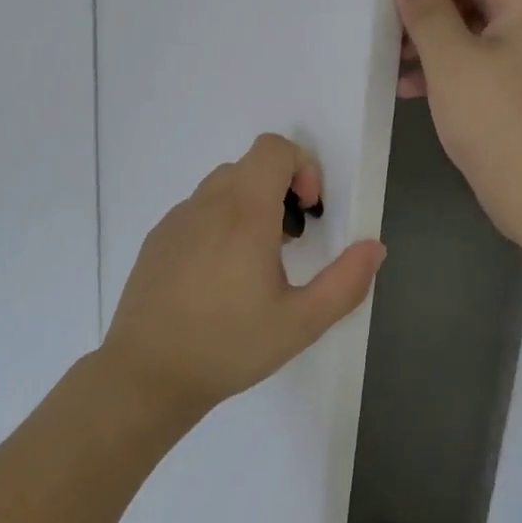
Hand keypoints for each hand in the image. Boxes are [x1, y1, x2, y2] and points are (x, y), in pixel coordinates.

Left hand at [100, 133, 385, 422]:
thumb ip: (346, 282)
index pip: (273, 148)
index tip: (307, 211)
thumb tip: (374, 248)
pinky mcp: (157, 237)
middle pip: (250, 165)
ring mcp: (177, 218)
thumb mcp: (301, 322)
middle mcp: (207, 203)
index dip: (301, 166)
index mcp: (245, 212)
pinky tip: (217, 277)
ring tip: (255, 262)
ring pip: (222, 186)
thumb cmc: (229, 346)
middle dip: (279, 189)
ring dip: (249, 205)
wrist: (148, 374)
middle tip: (289, 242)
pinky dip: (219, 222)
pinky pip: (197, 210)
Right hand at [394, 0, 521, 253]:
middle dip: (427, 10)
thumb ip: (427, 12)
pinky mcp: (521, 94)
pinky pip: (478, 65)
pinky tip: (411, 90)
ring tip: (392, 63)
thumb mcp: (452, 62)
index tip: (392, 1)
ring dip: (431, 42)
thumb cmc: (500, 123)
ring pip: (472, 33)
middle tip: (387, 33)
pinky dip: (446, 70)